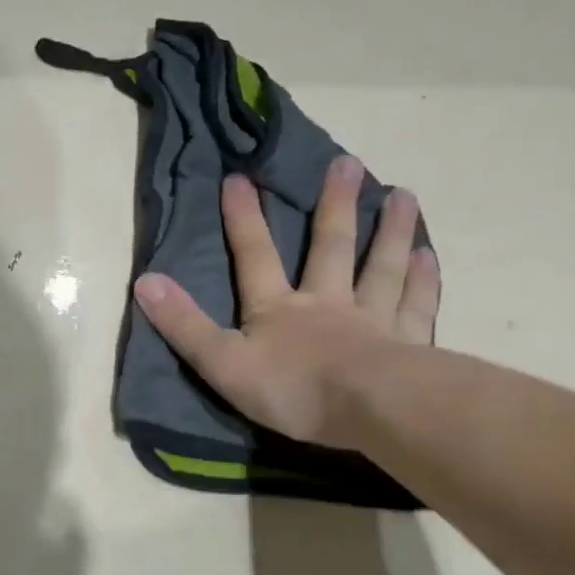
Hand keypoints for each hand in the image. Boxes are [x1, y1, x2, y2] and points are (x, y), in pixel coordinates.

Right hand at [132, 156, 439, 449]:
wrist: (374, 411)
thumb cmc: (293, 389)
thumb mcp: (222, 361)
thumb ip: (184, 323)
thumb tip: (145, 281)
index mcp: (278, 308)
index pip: (254, 254)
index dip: (243, 218)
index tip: (239, 177)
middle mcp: (327, 301)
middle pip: (331, 246)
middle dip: (334, 205)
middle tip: (347, 163)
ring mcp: (373, 320)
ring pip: (381, 266)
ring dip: (390, 231)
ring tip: (402, 195)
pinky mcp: (410, 344)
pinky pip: (415, 304)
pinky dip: (422, 279)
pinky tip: (429, 256)